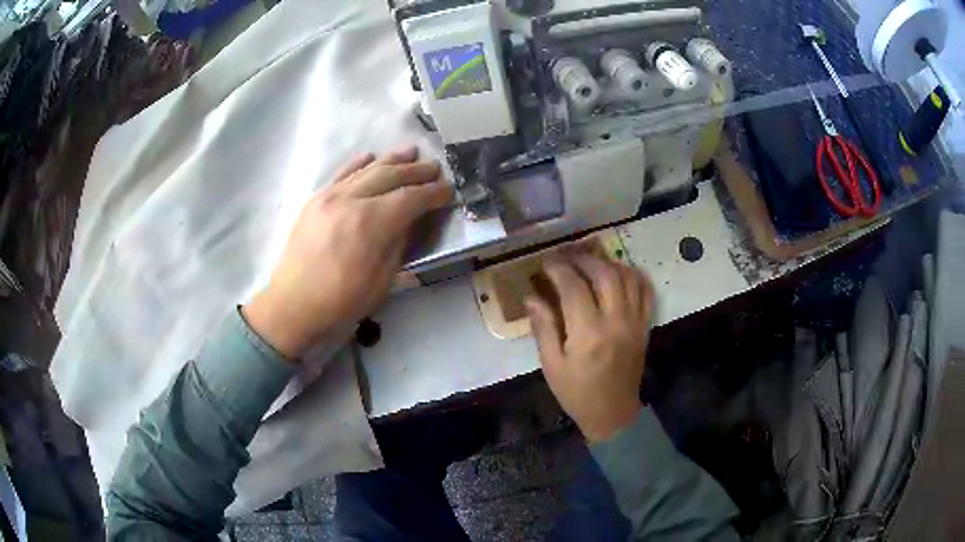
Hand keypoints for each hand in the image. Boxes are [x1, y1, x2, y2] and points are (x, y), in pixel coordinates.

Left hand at [243, 147, 452, 359]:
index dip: (433, 193)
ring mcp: (330, 196)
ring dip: (392, 160)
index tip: (449, 190)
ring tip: (411, 152)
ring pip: (367, 170)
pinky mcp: (315, 200)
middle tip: (435, 167)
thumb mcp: (382, 281)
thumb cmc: (341, 302)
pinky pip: (341, 174)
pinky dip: (359, 163)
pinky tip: (371, 156)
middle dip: (416, 171)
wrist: (292, 305)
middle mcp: (351, 200)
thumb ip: (398, 244)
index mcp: (371, 223)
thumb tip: (409, 221)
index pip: (410, 198)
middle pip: (390, 175)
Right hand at [526, 250, 653, 442]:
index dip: (558, 269)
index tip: (547, 261)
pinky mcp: (645, 326)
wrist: (613, 413)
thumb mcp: (552, 366)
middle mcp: (615, 321)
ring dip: (608, 263)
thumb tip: (531, 297)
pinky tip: (621, 272)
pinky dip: (635, 276)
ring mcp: (635, 322)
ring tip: (591, 260)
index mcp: (588, 333)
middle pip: (604, 274)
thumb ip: (544, 328)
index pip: (573, 287)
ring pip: (627, 278)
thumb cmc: (577, 393)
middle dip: (583, 259)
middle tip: (567, 256)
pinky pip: (646, 292)